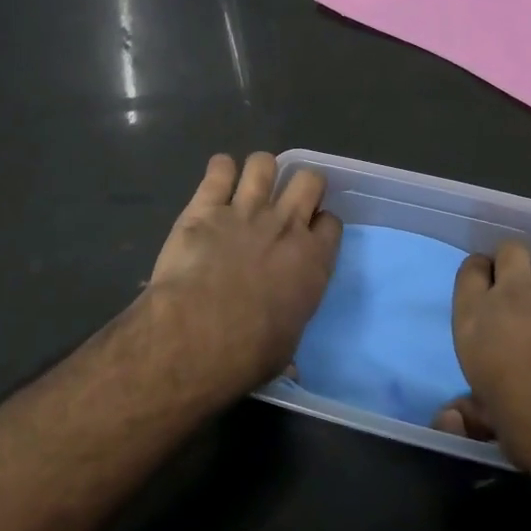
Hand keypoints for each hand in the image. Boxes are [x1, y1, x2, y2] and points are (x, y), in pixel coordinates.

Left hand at [146, 153, 341, 400]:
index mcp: (313, 260)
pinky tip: (216, 180)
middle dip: (301, 184)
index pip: (332, 222)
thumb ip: (289, 345)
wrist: (198, 332)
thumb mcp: (282, 352)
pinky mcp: (206, 205)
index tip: (310, 232)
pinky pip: (219, 167)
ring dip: (259, 171)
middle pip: (308, 179)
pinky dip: (219, 169)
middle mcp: (286, 225)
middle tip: (286, 201)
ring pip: (264, 163)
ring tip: (249, 186)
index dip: (321, 223)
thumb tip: (291, 367)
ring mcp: (246, 209)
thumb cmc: (249, 351)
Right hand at [436, 241, 530, 530]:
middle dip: (514, 264)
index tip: (487, 289)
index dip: (480, 275)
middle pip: (510, 251)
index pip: (470, 271)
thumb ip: (471, 412)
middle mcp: (513, 295)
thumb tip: (448, 417)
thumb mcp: (493, 426)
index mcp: (476, 321)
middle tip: (521, 294)